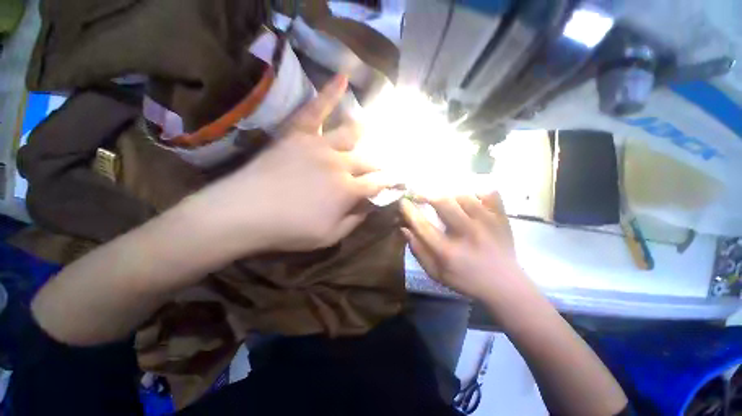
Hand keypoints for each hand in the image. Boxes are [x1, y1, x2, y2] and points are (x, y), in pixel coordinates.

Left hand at [189, 75, 386, 253]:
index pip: (378, 183)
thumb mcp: (330, 236)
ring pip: (351, 133)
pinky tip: (343, 77)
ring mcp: (319, 145)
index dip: (391, 182)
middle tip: (387, 164)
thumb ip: (355, 220)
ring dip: (365, 133)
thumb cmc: (289, 230)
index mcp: (348, 190)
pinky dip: (330, 92)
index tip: (400, 179)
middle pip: (369, 160)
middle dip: (381, 164)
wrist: (243, 213)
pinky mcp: (299, 134)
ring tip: (375, 128)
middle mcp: (340, 164)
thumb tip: (370, 206)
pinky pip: (317, 109)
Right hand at [401, 193, 529, 301]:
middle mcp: (467, 233)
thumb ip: (418, 251)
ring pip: (463, 195)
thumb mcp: (436, 272)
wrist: (505, 285)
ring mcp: (487, 223)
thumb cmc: (466, 280)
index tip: (402, 202)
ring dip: (448, 193)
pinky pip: (488, 194)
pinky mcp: (501, 217)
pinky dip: (476, 191)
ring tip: (442, 198)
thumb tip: (405, 229)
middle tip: (419, 194)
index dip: (409, 211)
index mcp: (448, 251)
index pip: (422, 225)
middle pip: (443, 202)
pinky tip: (469, 198)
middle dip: (426, 194)